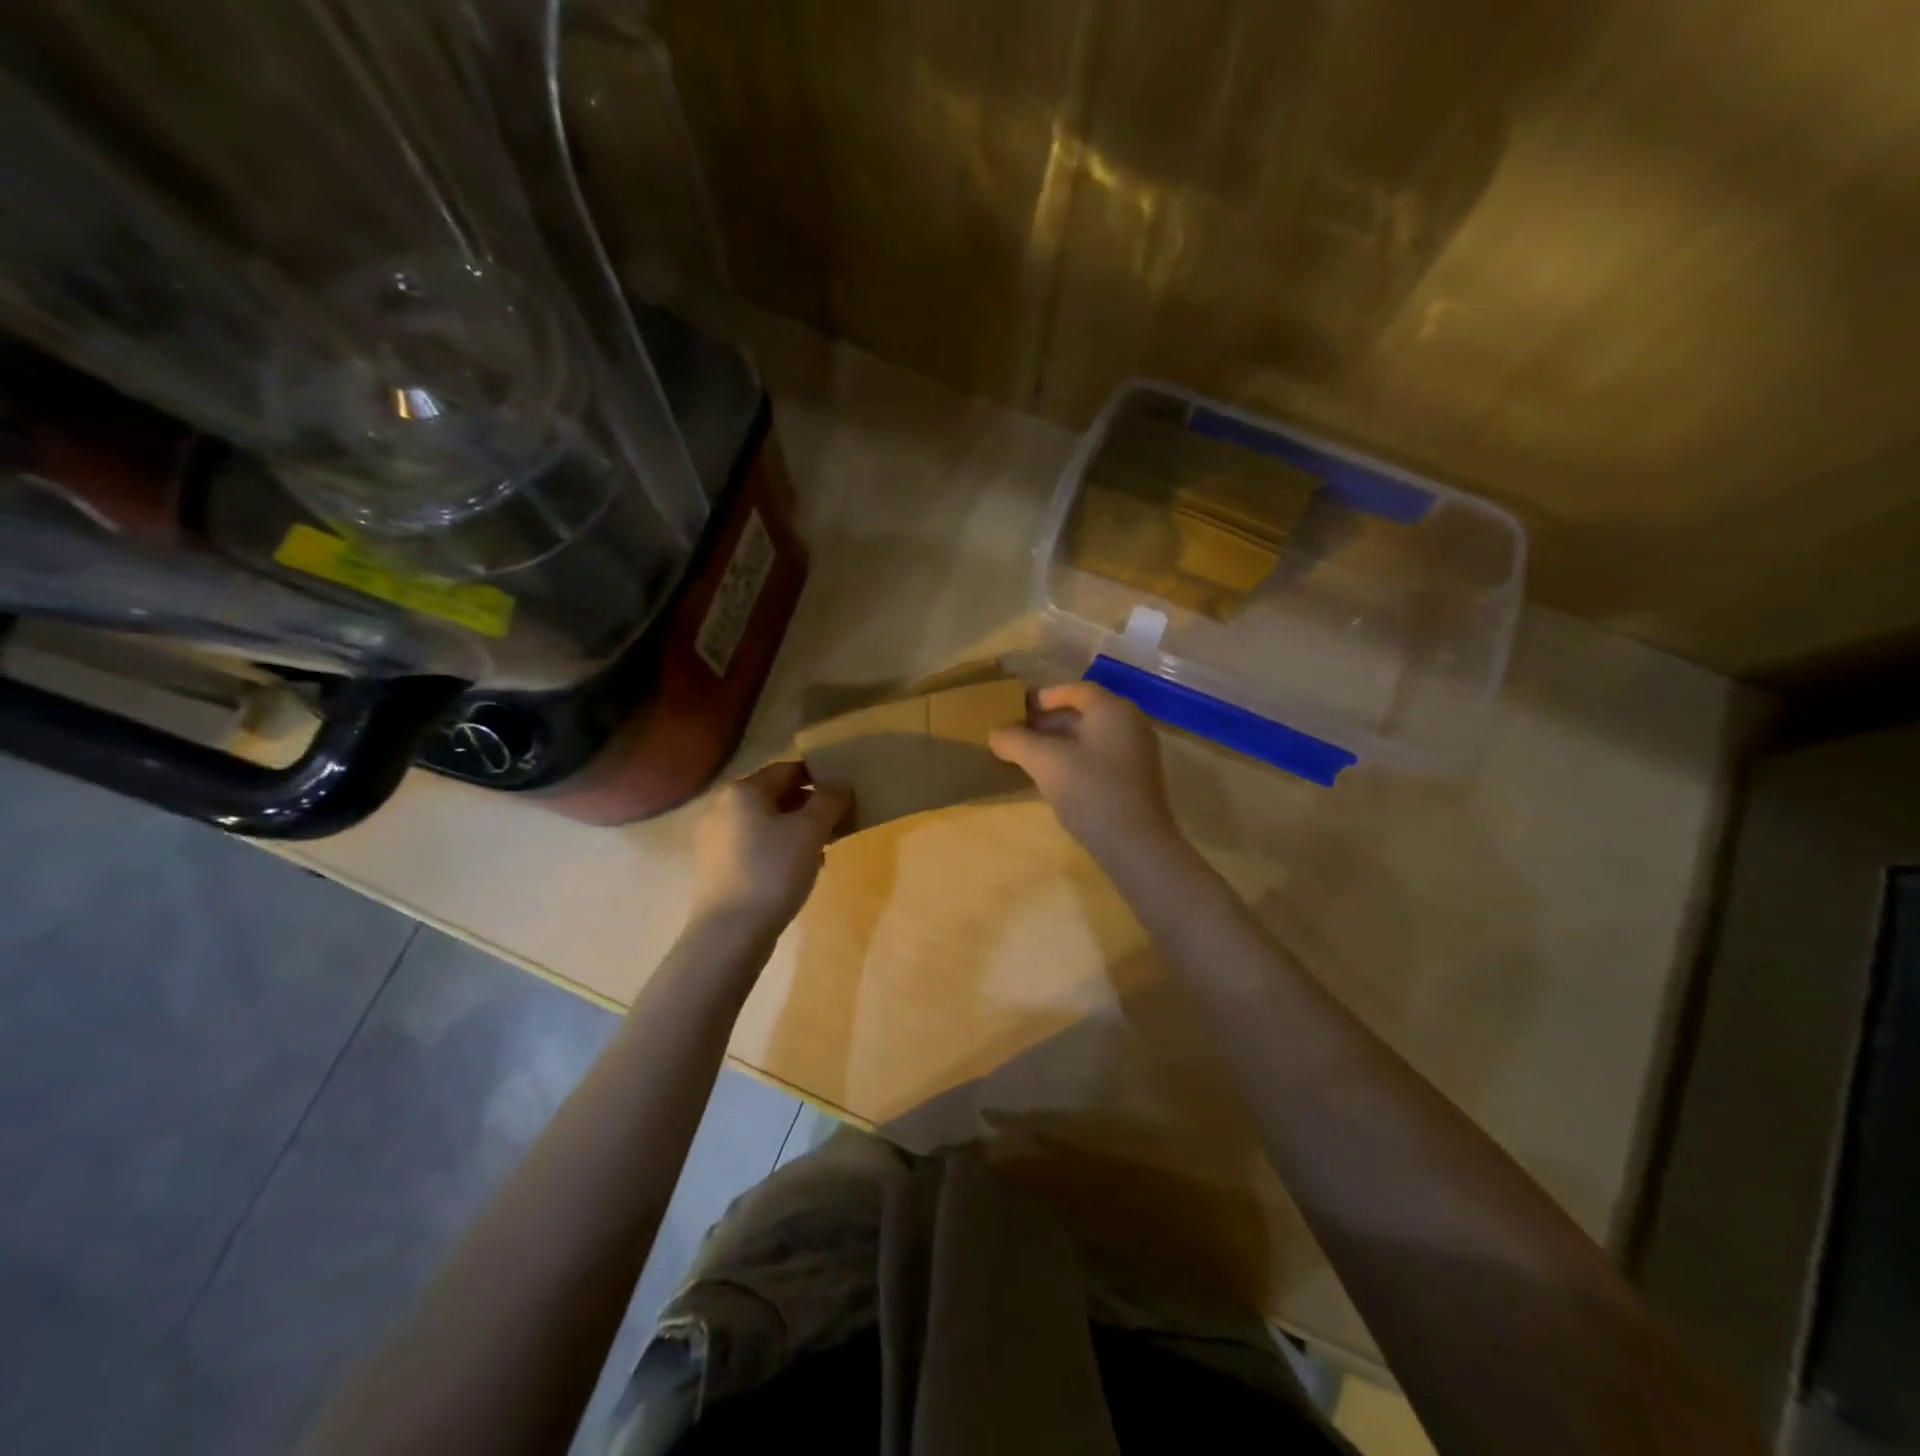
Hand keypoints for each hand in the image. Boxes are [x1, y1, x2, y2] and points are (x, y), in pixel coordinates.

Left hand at [690, 760, 853, 933]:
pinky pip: (755, 846)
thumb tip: (839, 784)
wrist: (730, 933)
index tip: (845, 794)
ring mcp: (715, 838)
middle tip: (839, 824)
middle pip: (776, 796)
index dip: (820, 778)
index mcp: (743, 790)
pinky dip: (779, 849)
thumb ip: (829, 800)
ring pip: (767, 823)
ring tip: (824, 851)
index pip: (788, 770)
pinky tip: (799, 871)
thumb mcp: (810, 831)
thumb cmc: (773, 870)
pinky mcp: (716, 867)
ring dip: (797, 831)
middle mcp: (723, 807)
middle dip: (810, 807)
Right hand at [989, 681, 1178, 857]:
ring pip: (1091, 736)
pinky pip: (1101, 756)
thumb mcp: (1044, 762)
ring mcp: (1138, 751)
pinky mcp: (1137, 778)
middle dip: (1047, 721)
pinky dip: (1076, 758)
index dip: (1042, 697)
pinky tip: (1055, 778)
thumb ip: (1016, 741)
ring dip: (1059, 742)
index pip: (1074, 690)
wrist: (1135, 845)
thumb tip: (995, 733)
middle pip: (1083, 712)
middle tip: (1017, 734)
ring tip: (1029, 756)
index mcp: (1112, 709)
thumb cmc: (1090, 791)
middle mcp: (1131, 722)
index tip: (1015, 710)